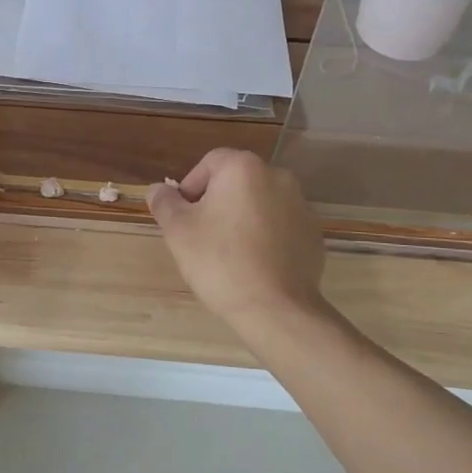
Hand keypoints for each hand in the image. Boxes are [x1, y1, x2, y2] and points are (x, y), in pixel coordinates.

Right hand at [148, 150, 325, 331]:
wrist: (276, 308)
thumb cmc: (220, 261)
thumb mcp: (178, 230)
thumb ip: (164, 202)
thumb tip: (158, 190)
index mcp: (244, 168)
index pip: (209, 164)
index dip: (190, 188)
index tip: (184, 218)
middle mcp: (277, 177)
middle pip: (236, 182)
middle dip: (216, 203)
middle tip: (202, 236)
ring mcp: (301, 206)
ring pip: (259, 204)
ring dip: (241, 219)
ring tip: (228, 254)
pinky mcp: (313, 234)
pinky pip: (280, 226)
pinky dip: (265, 237)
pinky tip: (254, 265)